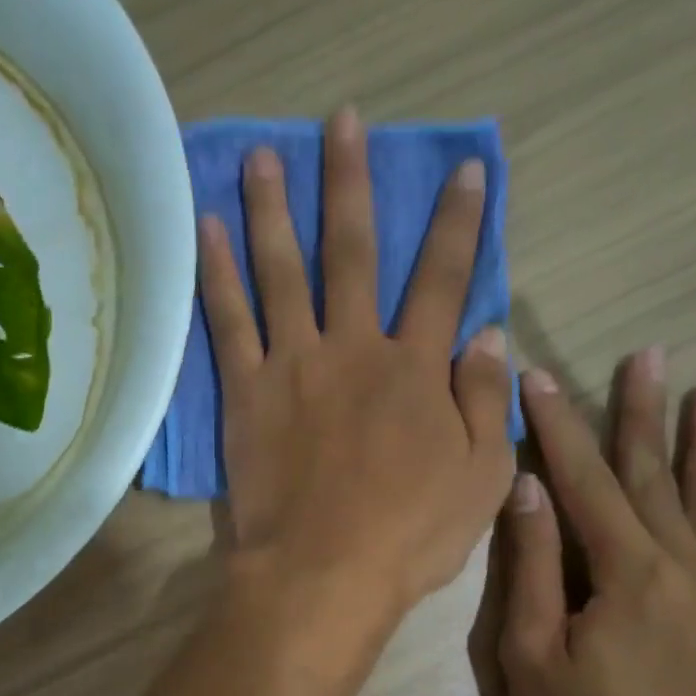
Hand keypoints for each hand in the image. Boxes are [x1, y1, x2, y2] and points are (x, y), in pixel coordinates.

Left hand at [198, 107, 514, 639]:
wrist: (324, 574)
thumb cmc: (410, 536)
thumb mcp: (481, 477)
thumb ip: (487, 401)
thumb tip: (491, 334)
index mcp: (416, 369)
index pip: (444, 279)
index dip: (457, 222)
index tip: (464, 169)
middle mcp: (354, 348)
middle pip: (354, 251)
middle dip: (351, 183)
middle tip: (342, 121)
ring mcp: (294, 365)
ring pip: (284, 270)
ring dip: (273, 207)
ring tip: (262, 154)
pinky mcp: (247, 393)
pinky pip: (228, 321)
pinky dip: (215, 271)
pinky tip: (204, 228)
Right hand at [497, 349, 695, 695]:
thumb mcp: (530, 653)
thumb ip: (533, 566)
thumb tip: (528, 486)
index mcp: (627, 573)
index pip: (583, 480)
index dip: (560, 425)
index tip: (541, 376)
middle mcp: (686, 566)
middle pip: (655, 476)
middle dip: (641, 413)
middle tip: (645, 354)